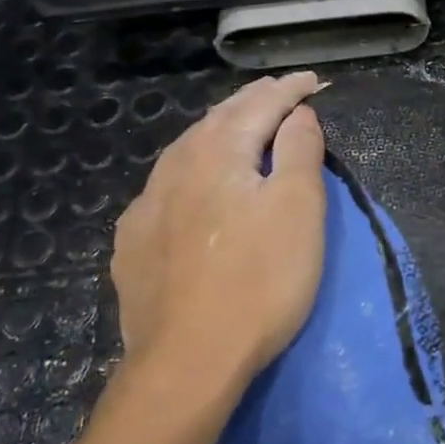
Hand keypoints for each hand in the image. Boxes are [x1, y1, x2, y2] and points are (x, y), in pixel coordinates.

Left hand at [111, 72, 327, 394]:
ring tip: (238, 126)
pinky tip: (191, 185)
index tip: (311, 80)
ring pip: (186, 151)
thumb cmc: (259, 282)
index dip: (289, 90)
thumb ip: (299, 151)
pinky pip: (165, 187)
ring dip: (217, 131)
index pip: (260, 105)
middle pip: (218, 120)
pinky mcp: (133, 244)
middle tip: (278, 92)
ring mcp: (146, 207)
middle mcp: (174, 168)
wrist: (186, 363)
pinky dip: (190, 169)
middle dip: (251, 102)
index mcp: (217, 153)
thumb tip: (298, 113)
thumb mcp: (299, 210)